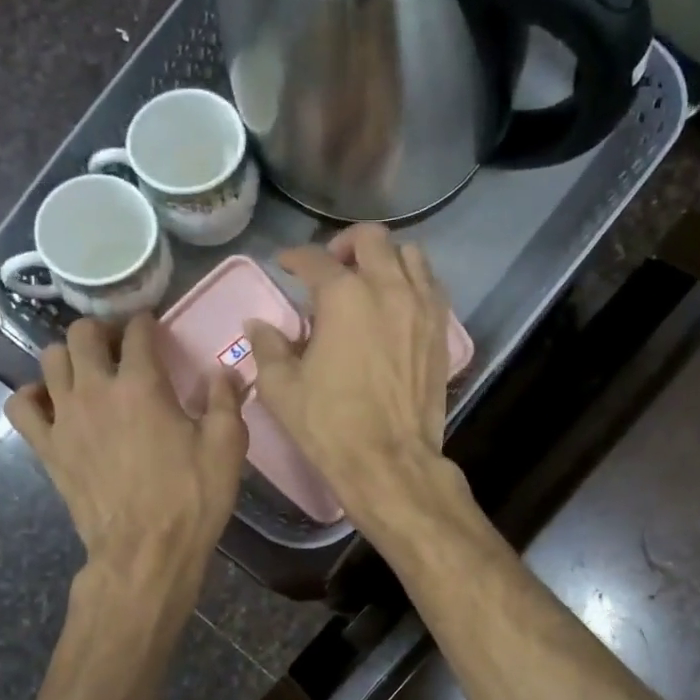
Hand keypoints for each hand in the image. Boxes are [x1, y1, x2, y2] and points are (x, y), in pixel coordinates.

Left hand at [5, 315, 245, 590]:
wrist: (146, 551)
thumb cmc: (192, 498)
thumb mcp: (227, 447)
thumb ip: (226, 401)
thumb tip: (226, 371)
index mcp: (143, 385)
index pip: (137, 332)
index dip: (147, 324)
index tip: (154, 330)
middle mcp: (96, 390)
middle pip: (81, 334)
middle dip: (101, 331)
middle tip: (119, 347)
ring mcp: (65, 418)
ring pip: (48, 360)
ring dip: (68, 357)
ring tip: (88, 372)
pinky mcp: (47, 447)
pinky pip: (20, 405)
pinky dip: (32, 396)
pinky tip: (52, 404)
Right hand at [246, 224, 450, 519]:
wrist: (389, 460)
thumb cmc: (330, 425)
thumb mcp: (282, 388)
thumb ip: (268, 347)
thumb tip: (259, 325)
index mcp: (344, 296)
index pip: (315, 260)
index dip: (295, 258)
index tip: (286, 265)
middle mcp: (388, 288)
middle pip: (371, 239)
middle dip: (345, 245)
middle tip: (332, 267)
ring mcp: (421, 307)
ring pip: (410, 255)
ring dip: (386, 258)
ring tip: (369, 281)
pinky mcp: (440, 330)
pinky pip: (431, 286)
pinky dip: (412, 282)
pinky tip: (397, 304)